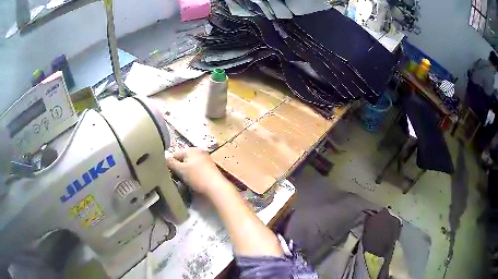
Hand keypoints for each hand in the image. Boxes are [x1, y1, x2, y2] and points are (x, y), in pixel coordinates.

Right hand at [166, 147, 227, 194]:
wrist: (216, 187)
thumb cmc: (197, 176)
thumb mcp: (180, 169)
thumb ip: (170, 163)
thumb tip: (164, 157)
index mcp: (191, 149)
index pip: (175, 154)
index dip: (170, 163)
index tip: (169, 173)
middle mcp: (199, 151)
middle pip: (183, 159)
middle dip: (178, 168)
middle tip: (177, 178)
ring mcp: (206, 159)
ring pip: (190, 165)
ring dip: (186, 172)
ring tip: (185, 181)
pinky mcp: (210, 168)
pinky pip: (197, 169)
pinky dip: (193, 174)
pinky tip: (193, 182)